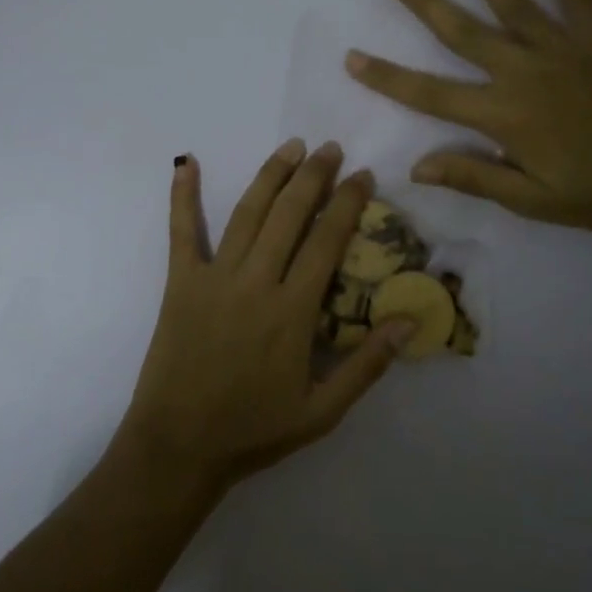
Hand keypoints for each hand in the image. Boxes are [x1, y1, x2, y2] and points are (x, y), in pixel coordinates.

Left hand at [115, 141, 413, 495]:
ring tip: (291, 147)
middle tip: (330, 148)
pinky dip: (183, 195)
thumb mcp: (322, 411)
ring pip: (248, 213)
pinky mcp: (180, 282)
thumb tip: (411, 320)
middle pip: (290, 215)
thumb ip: (367, 365)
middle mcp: (256, 282)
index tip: (362, 175)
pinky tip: (186, 163)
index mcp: (293, 311)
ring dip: (271, 176)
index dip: (347, 204)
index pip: (327, 242)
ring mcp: (215, 277)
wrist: (180, 445)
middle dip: (313, 176)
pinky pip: (181, 231)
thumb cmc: (253, 430)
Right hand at [345, 0, 591, 231]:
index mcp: (502, 113)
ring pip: (511, 1)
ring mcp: (562, 48)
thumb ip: (473, 176)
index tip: (352, 57)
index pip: (429, 93)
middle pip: (461, 30)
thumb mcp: (532, 199)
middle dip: (422, 1)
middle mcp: (523, 70)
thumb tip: (416, 165)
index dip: (386, 76)